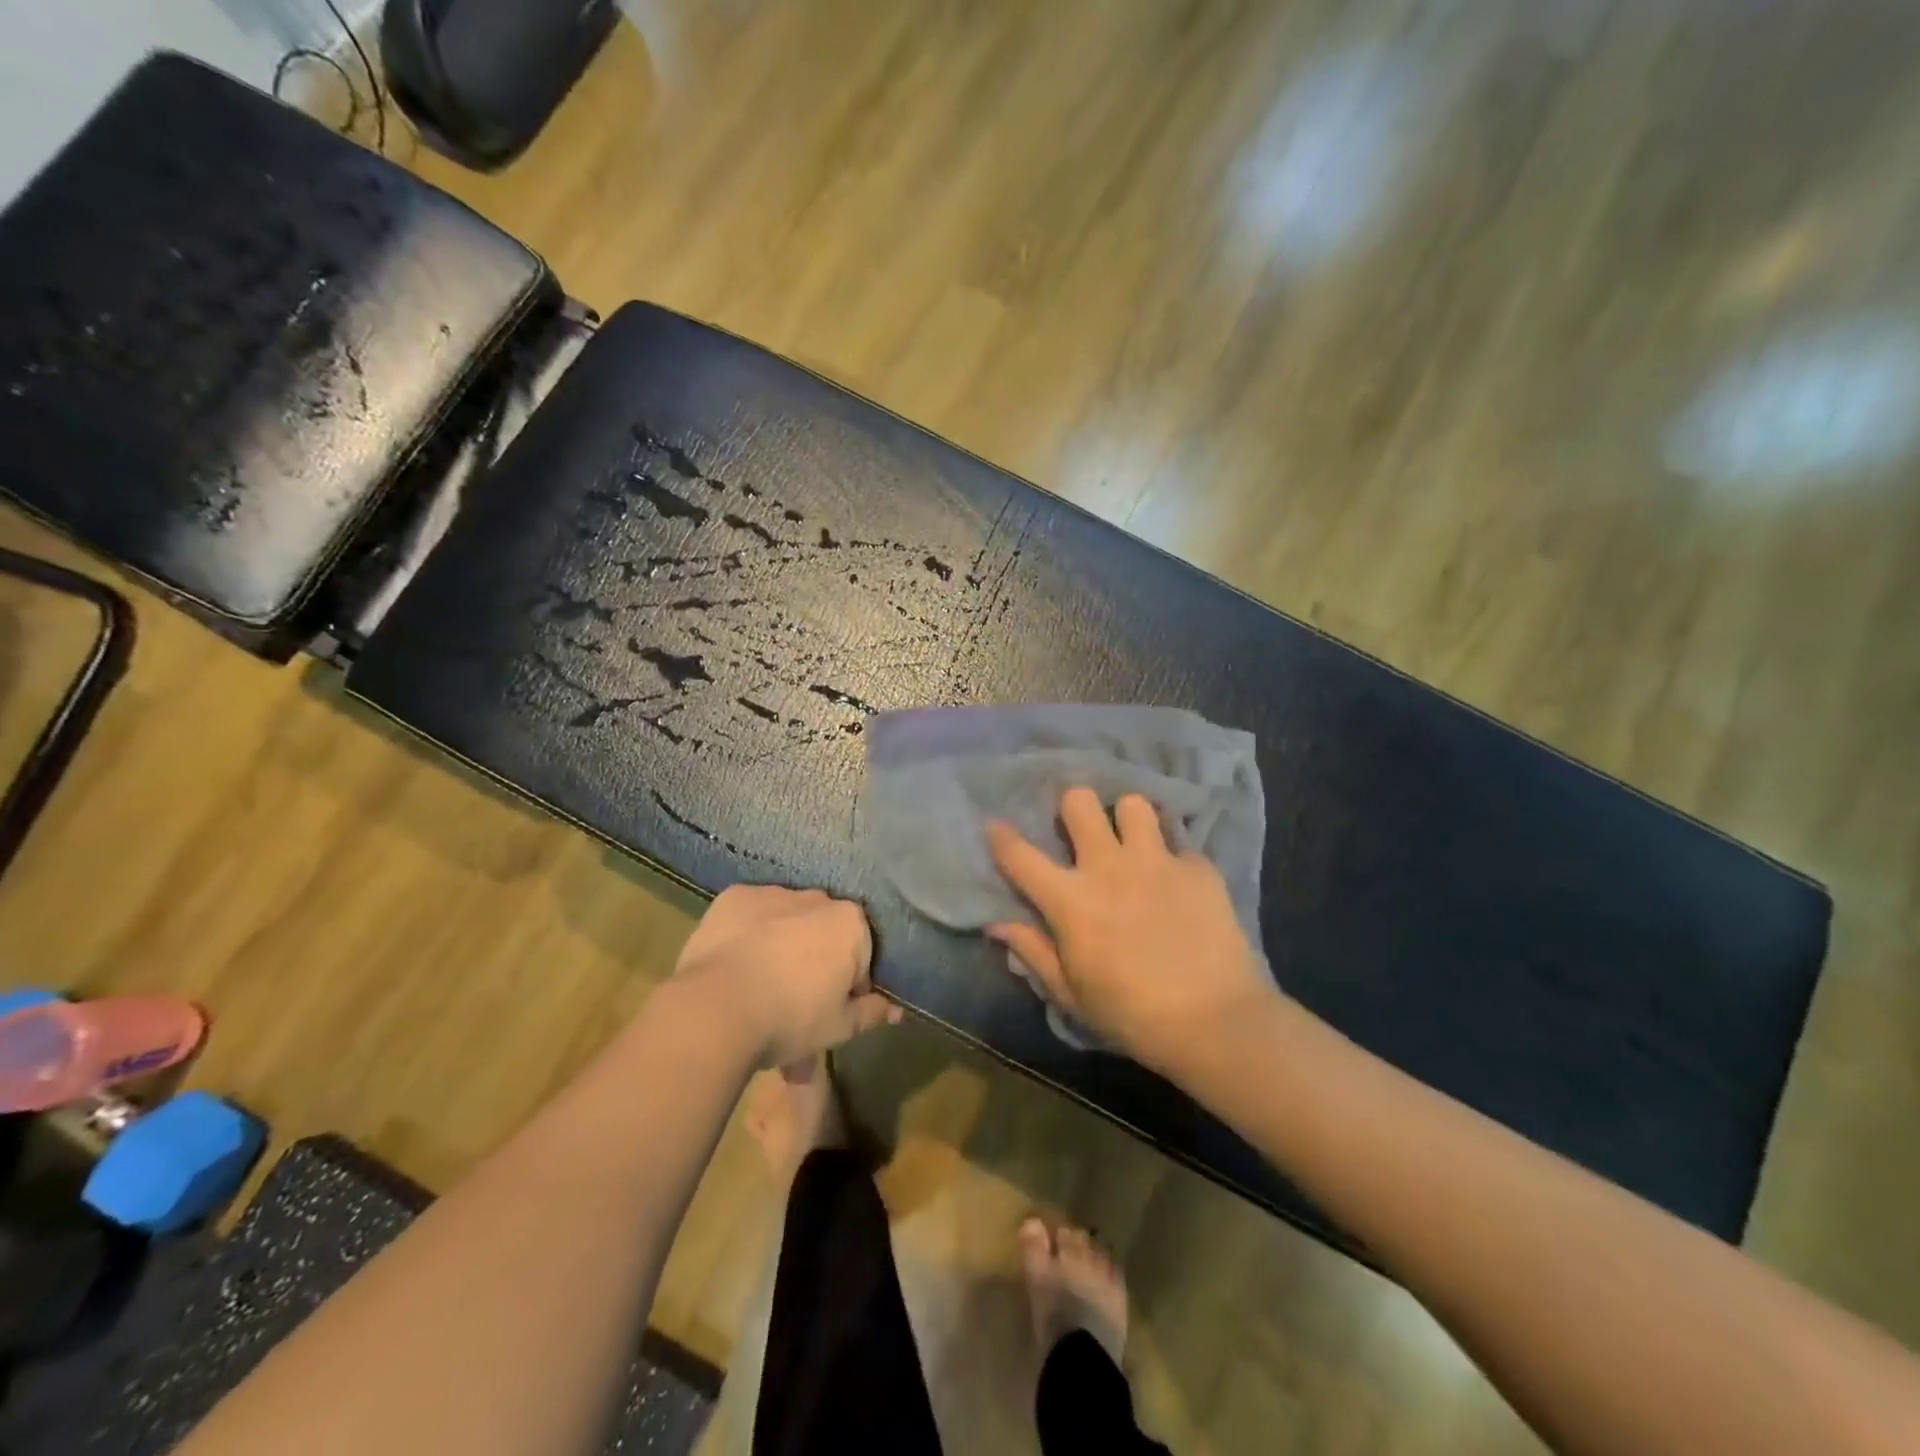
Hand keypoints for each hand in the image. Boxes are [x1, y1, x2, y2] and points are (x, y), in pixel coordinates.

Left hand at [675, 885, 900, 1066]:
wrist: (716, 1009)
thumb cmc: (791, 1019)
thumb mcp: (839, 1028)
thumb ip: (870, 1013)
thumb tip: (894, 1010)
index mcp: (850, 922)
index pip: (861, 954)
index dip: (848, 986)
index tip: (831, 1010)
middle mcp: (816, 897)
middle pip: (822, 932)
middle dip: (814, 961)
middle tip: (793, 1004)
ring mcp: (772, 893)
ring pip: (785, 921)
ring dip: (781, 945)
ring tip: (757, 990)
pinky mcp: (733, 897)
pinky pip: (750, 915)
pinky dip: (747, 934)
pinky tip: (733, 966)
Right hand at [986, 788, 1277, 1075]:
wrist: (1216, 1022)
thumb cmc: (1132, 1016)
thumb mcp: (1071, 995)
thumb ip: (1032, 952)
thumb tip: (996, 924)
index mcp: (1071, 900)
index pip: (1020, 856)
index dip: (1001, 836)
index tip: (995, 826)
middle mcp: (1109, 867)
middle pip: (1079, 802)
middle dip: (1073, 809)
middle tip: (1081, 832)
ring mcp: (1157, 861)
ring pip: (1132, 805)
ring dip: (1126, 821)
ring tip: (1133, 843)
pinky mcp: (1198, 867)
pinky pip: (1179, 841)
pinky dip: (1172, 855)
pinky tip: (1177, 880)